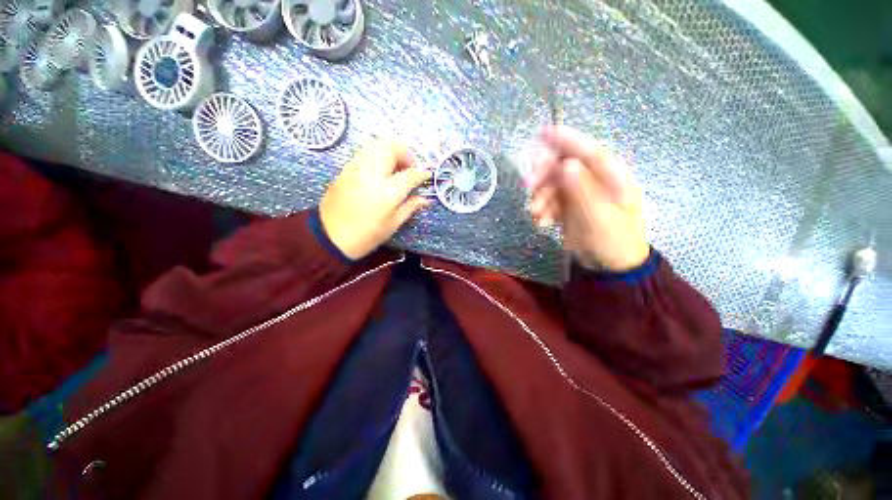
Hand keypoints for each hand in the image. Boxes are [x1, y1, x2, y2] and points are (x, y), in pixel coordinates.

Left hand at [320, 140, 431, 259]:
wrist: (331, 236)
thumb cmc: (367, 234)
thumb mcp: (393, 223)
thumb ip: (410, 207)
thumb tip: (426, 199)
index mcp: (387, 192)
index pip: (410, 174)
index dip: (421, 173)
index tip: (427, 174)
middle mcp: (372, 174)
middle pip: (391, 148)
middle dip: (405, 153)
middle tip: (409, 166)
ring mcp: (356, 168)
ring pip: (376, 144)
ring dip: (391, 150)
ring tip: (395, 165)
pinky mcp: (345, 169)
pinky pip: (364, 151)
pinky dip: (377, 153)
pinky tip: (380, 168)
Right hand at [527, 126, 648, 271]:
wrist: (610, 268)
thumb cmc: (613, 242)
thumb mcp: (598, 218)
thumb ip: (582, 190)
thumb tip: (565, 163)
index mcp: (612, 177)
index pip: (588, 151)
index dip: (566, 140)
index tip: (542, 133)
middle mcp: (595, 181)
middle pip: (564, 167)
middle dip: (544, 177)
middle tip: (528, 188)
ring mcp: (581, 194)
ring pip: (553, 185)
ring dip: (540, 198)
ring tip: (536, 216)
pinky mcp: (570, 207)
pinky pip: (551, 201)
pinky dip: (542, 210)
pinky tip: (540, 223)